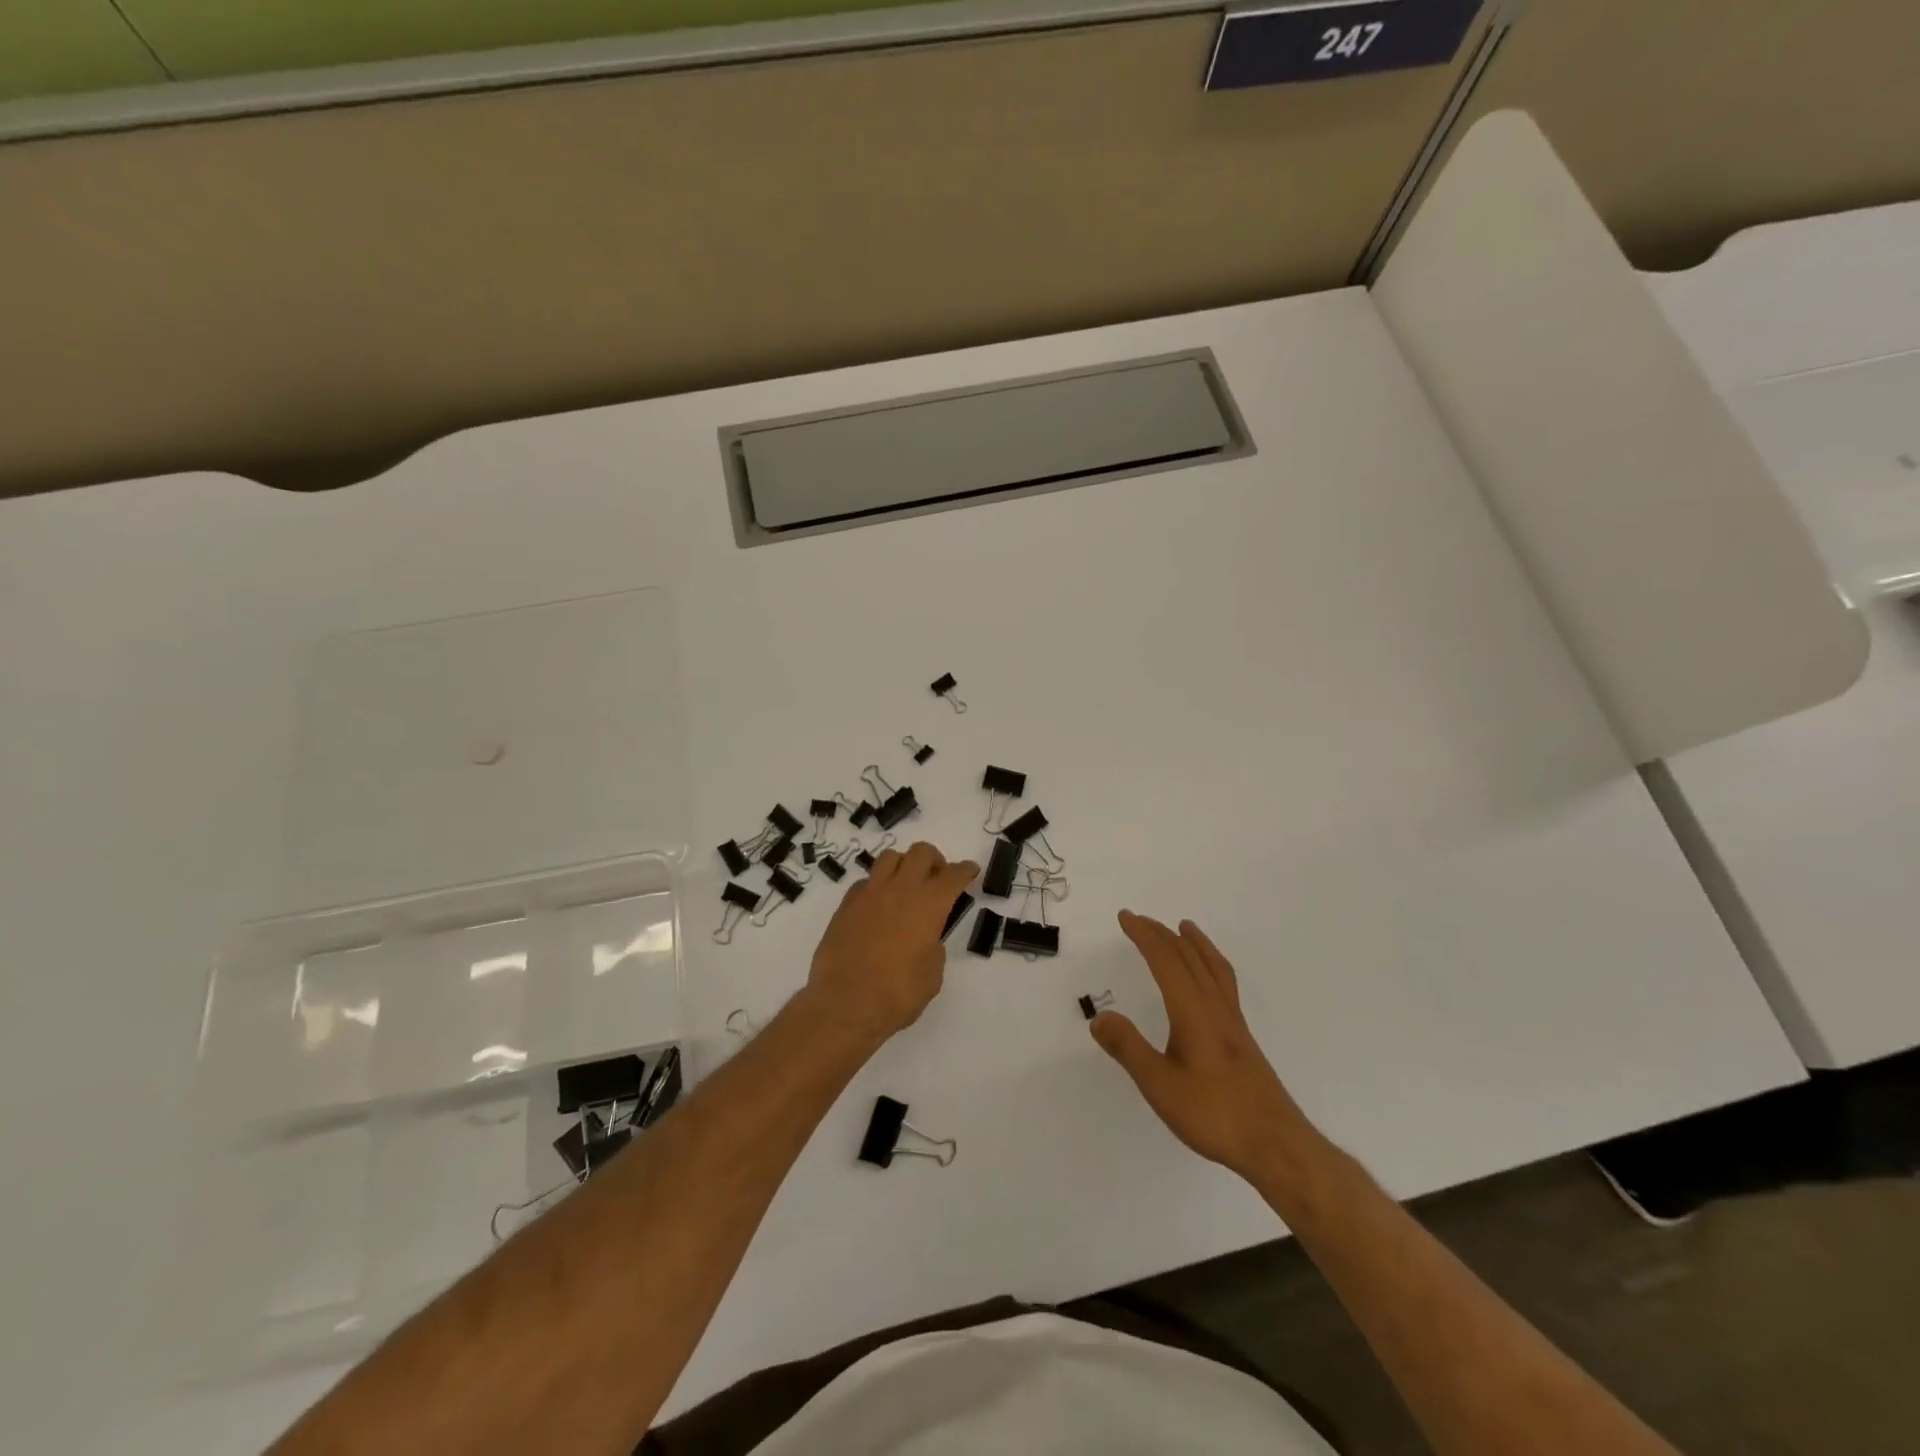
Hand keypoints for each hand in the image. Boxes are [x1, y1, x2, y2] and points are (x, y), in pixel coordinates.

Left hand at [803, 842, 978, 1045]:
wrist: (845, 1004)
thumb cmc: (897, 994)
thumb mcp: (932, 975)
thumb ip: (933, 948)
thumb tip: (924, 939)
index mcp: (929, 905)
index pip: (953, 875)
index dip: (965, 870)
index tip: (970, 871)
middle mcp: (901, 889)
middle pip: (921, 852)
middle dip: (934, 860)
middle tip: (937, 877)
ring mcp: (870, 893)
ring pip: (890, 857)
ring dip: (904, 865)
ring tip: (906, 885)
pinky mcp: (846, 905)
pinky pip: (866, 881)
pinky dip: (877, 886)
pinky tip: (878, 905)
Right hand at [1091, 911, 1314, 1179]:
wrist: (1276, 1145)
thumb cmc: (1215, 1114)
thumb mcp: (1160, 1086)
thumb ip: (1129, 1049)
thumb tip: (1099, 1017)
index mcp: (1193, 1011)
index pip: (1165, 961)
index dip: (1144, 936)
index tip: (1125, 917)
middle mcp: (1215, 1007)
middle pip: (1189, 958)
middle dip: (1163, 934)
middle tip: (1140, 919)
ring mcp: (1232, 1022)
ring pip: (1213, 967)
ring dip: (1194, 943)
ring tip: (1185, 928)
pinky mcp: (1242, 1038)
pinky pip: (1224, 983)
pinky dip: (1211, 964)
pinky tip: (1209, 980)